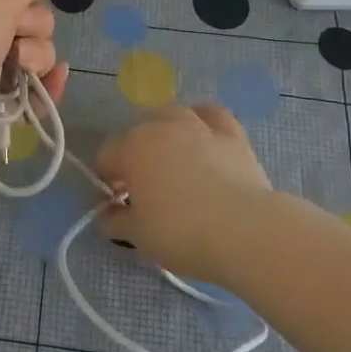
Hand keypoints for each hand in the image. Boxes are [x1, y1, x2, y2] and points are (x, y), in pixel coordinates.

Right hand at [94, 104, 274, 283]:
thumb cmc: (180, 232)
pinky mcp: (232, 135)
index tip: (115, 206)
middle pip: (137, 133)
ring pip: (172, 116)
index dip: (105, 181)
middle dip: (134, 156)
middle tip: (143, 190)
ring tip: (172, 160)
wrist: (244, 231)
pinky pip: (212, 116)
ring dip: (165, 133)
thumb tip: (107, 215)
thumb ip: (116, 221)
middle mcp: (161, 127)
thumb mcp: (137, 236)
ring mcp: (198, 126)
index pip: (106, 156)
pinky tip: (204, 137)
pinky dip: (203, 122)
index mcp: (131, 148)